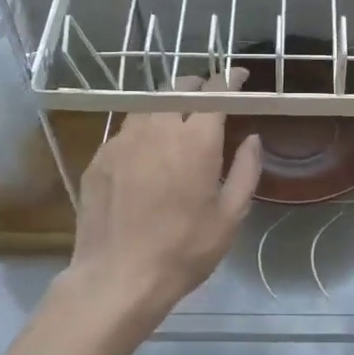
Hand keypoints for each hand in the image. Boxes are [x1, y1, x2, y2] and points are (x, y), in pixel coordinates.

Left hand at [64, 70, 261, 340]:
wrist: (117, 278)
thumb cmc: (184, 250)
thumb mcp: (230, 216)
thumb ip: (246, 170)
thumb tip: (253, 138)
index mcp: (196, 140)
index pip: (216, 92)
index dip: (230, 79)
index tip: (240, 76)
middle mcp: (158, 128)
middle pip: (179, 87)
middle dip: (198, 84)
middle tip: (209, 96)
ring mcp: (124, 140)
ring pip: (149, 104)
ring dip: (168, 103)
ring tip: (178, 118)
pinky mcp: (100, 157)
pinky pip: (127, 129)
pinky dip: (144, 129)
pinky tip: (148, 151)